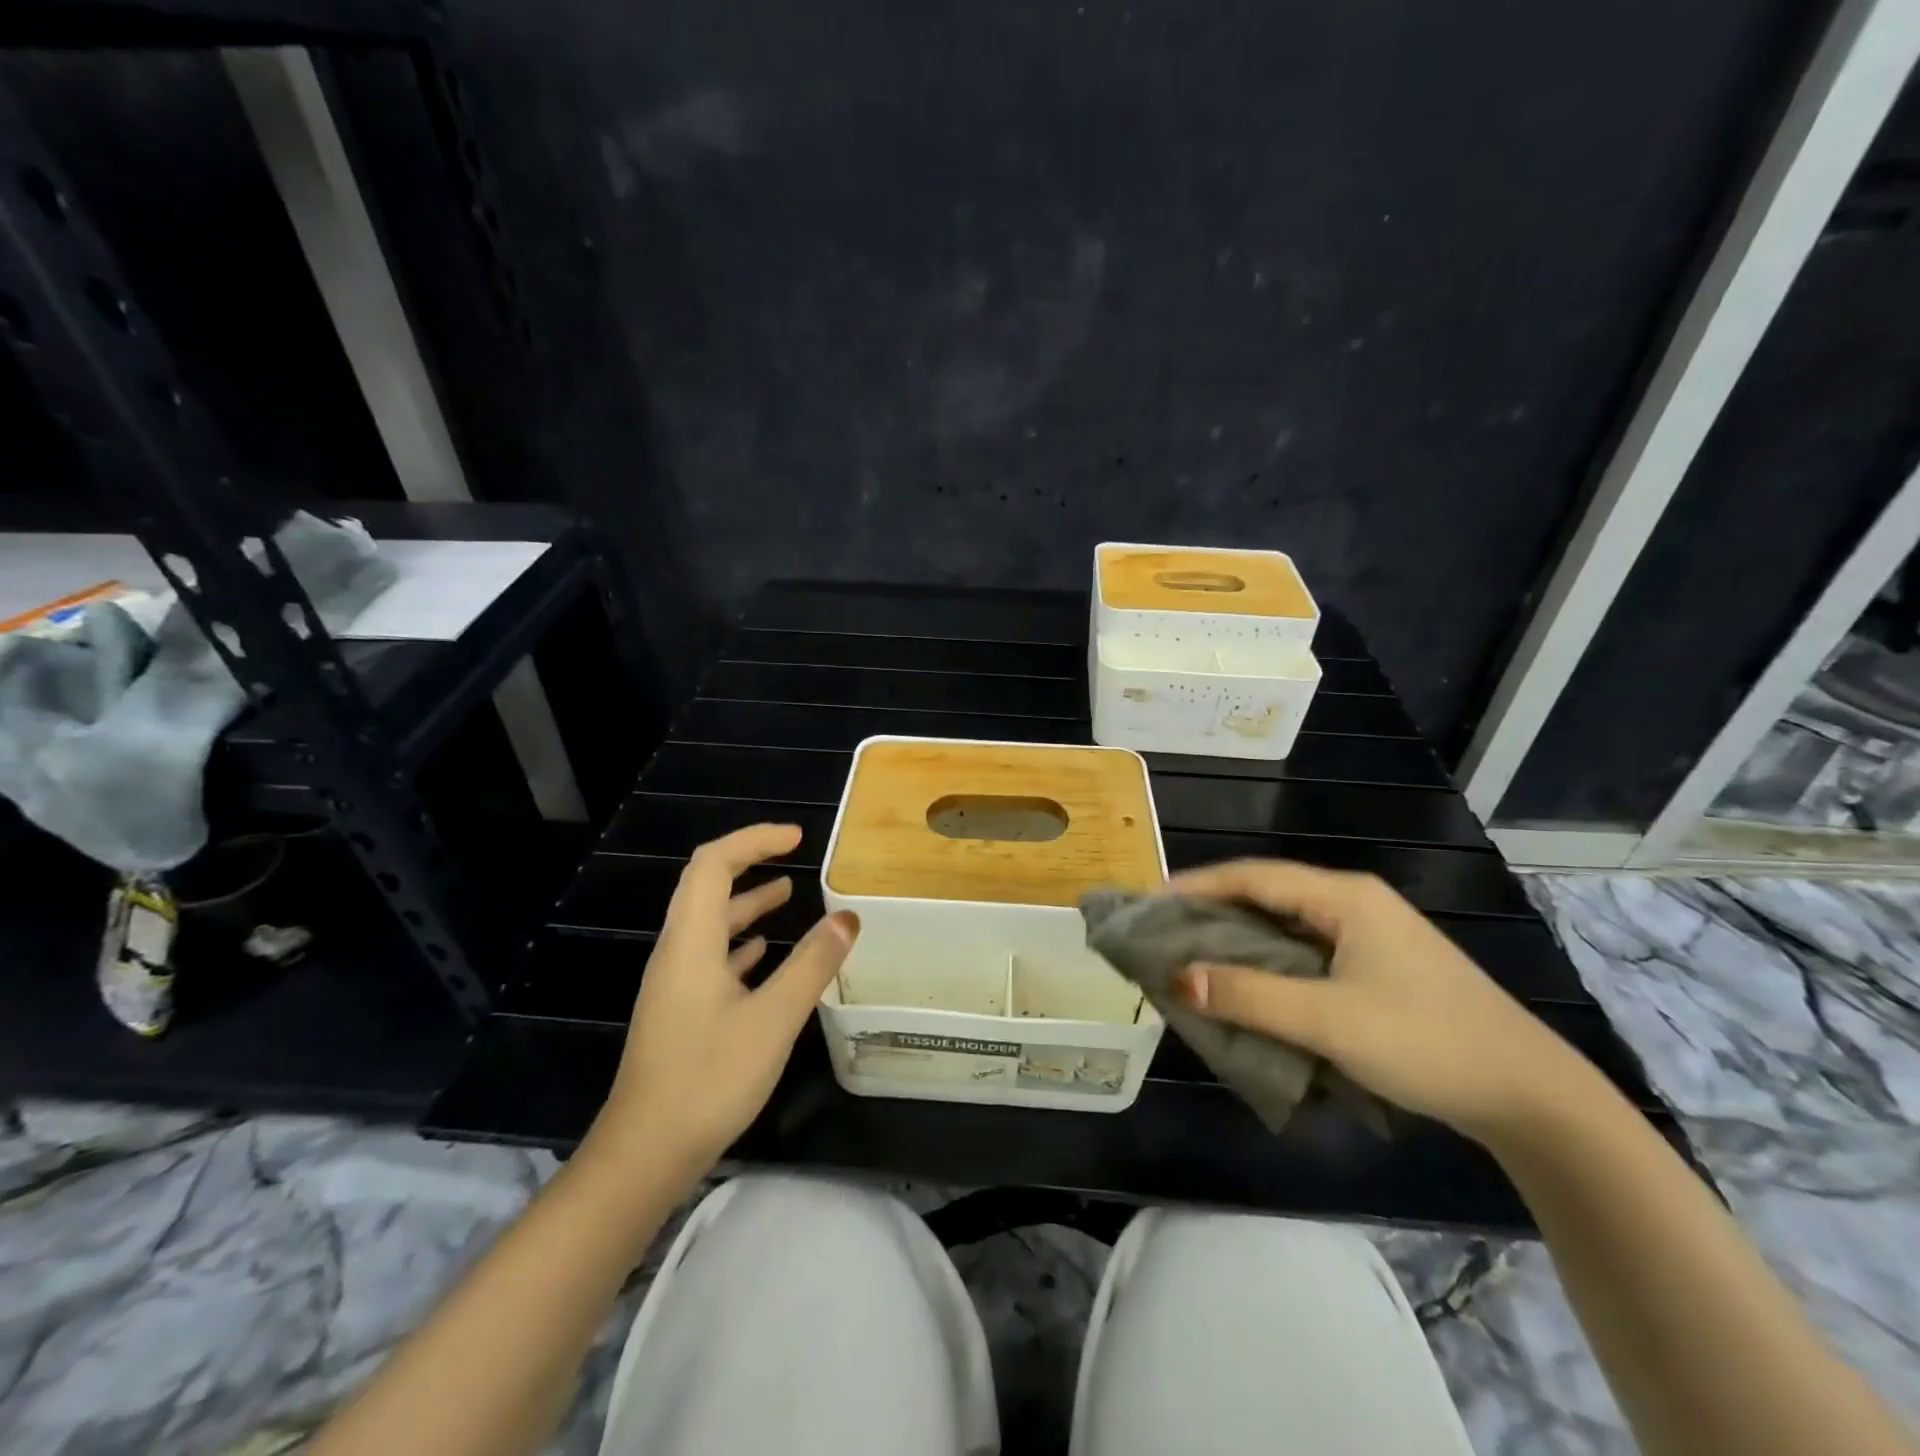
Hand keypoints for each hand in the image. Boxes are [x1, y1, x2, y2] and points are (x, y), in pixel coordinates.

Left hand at [589, 824, 858, 1182]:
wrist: (645, 1154)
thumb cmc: (709, 1079)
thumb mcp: (774, 1019)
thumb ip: (812, 964)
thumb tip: (848, 918)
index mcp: (691, 942)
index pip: (713, 864)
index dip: (753, 840)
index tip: (797, 838)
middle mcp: (677, 952)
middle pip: (706, 886)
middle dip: (749, 862)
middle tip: (794, 854)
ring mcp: (675, 983)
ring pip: (710, 923)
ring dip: (747, 901)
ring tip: (789, 894)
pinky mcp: (680, 1011)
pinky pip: (710, 955)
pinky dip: (740, 941)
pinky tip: (764, 952)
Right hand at [1165, 860, 1599, 1145]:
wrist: (1532, 1096)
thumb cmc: (1426, 1042)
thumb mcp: (1329, 1020)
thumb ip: (1250, 996)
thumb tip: (1178, 980)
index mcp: (1344, 897)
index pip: (1252, 876)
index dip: (1197, 885)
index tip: (1150, 903)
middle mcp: (1354, 904)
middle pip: (1267, 895)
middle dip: (1212, 912)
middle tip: (1164, 934)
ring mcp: (1370, 936)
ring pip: (1286, 926)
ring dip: (1240, 940)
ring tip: (1193, 958)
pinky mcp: (1378, 967)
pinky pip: (1306, 952)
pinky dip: (1269, 963)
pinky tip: (1248, 985)